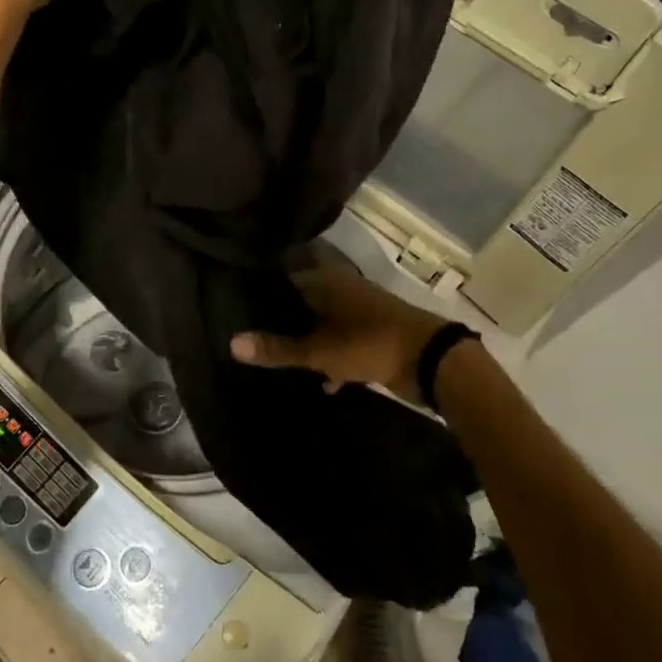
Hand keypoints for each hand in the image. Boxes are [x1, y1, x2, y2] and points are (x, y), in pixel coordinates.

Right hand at [230, 265, 449, 404]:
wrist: (431, 361)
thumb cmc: (370, 343)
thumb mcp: (319, 350)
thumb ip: (277, 348)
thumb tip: (231, 343)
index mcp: (326, 282)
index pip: (285, 279)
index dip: (263, 293)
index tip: (238, 307)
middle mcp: (341, 289)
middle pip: (303, 302)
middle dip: (283, 320)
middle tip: (253, 336)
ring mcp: (359, 312)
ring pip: (323, 324)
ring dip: (307, 340)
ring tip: (279, 359)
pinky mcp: (373, 335)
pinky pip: (342, 343)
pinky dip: (332, 359)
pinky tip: (321, 382)